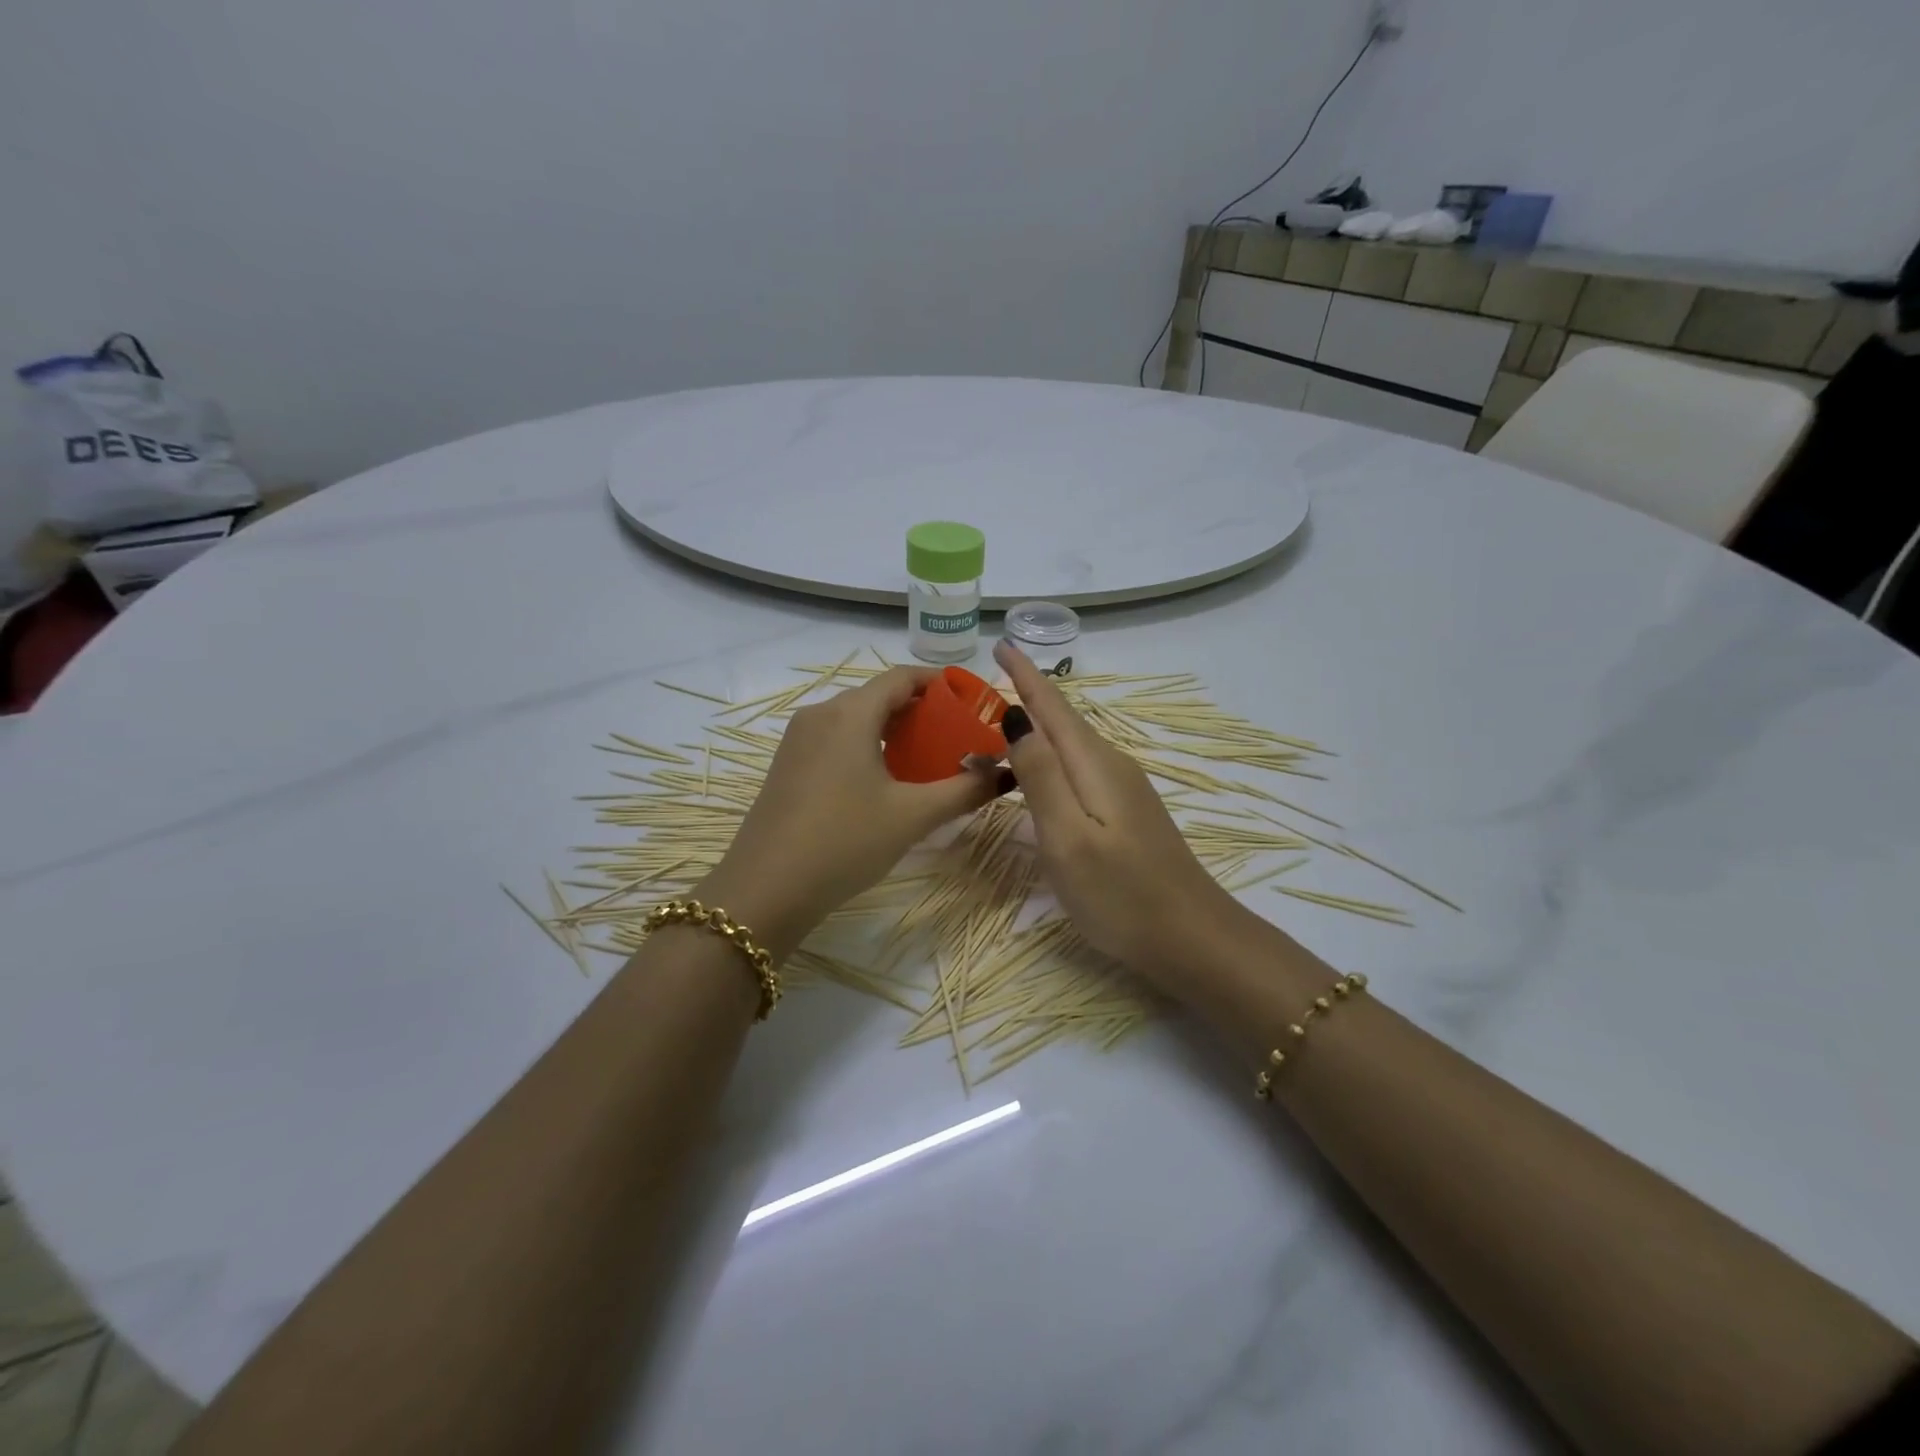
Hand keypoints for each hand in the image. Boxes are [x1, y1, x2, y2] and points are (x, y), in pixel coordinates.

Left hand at [696, 667, 1002, 957]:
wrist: (765, 890)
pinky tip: (888, 779)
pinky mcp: (788, 765)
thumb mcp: (912, 816)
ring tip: (930, 758)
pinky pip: (837, 740)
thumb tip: (1004, 773)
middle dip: (922, 710)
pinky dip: (869, 746)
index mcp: (850, 713)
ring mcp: (798, 740)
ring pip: (857, 719)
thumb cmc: (844, 842)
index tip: (973, 701)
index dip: (941, 683)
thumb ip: (964, 790)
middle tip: (959, 735)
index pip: (903, 677)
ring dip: (895, 731)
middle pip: (879, 696)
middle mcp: (820, 714)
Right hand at [994, 641, 1249, 990]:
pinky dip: (1050, 759)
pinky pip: (1078, 770)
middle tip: (981, 691)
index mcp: (1093, 764)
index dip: (1025, 674)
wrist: (1191, 938)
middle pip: (1061, 721)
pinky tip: (1038, 774)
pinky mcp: (1125, 813)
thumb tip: (1016, 717)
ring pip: (1069, 746)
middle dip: (1025, 698)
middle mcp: (1110, 766)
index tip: (1000, 644)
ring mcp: (1123, 790)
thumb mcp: (1068, 837)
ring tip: (998, 726)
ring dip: (1036, 730)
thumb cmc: (1121, 893)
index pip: (1052, 706)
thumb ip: (1041, 775)